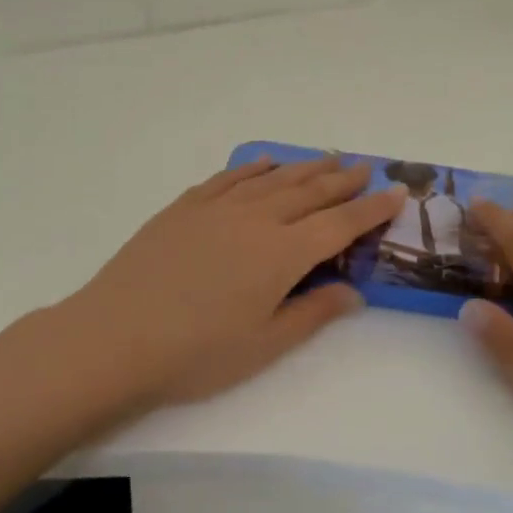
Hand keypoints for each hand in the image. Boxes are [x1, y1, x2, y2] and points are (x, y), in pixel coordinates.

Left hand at [65, 153, 404, 409]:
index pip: (339, 224)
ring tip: (328, 158)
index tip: (397, 192)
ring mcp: (217, 208)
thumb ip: (312, 313)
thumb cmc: (196, 353)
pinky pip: (228, 178)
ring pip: (273, 179)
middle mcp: (256, 219)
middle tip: (366, 168)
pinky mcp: (184, 208)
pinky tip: (265, 162)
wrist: (115, 337)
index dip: (371, 209)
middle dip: (343, 180)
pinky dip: (253, 168)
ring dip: (305, 167)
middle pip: (310, 192)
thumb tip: (354, 293)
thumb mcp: (264, 345)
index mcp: (282, 254)